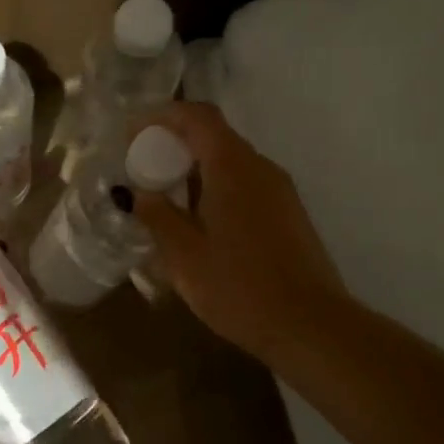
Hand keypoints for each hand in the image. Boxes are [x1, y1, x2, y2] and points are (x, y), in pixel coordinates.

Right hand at [132, 101, 346, 366]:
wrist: (311, 327)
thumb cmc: (239, 287)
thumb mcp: (184, 256)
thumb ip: (158, 217)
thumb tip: (138, 194)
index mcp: (233, 168)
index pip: (199, 117)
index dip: (163, 116)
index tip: (132, 135)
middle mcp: (260, 169)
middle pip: (214, 137)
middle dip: (174, 145)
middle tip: (141, 170)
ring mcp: (279, 191)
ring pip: (230, 163)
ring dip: (194, 170)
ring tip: (164, 199)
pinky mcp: (287, 214)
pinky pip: (244, 184)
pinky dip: (214, 188)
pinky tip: (197, 223)